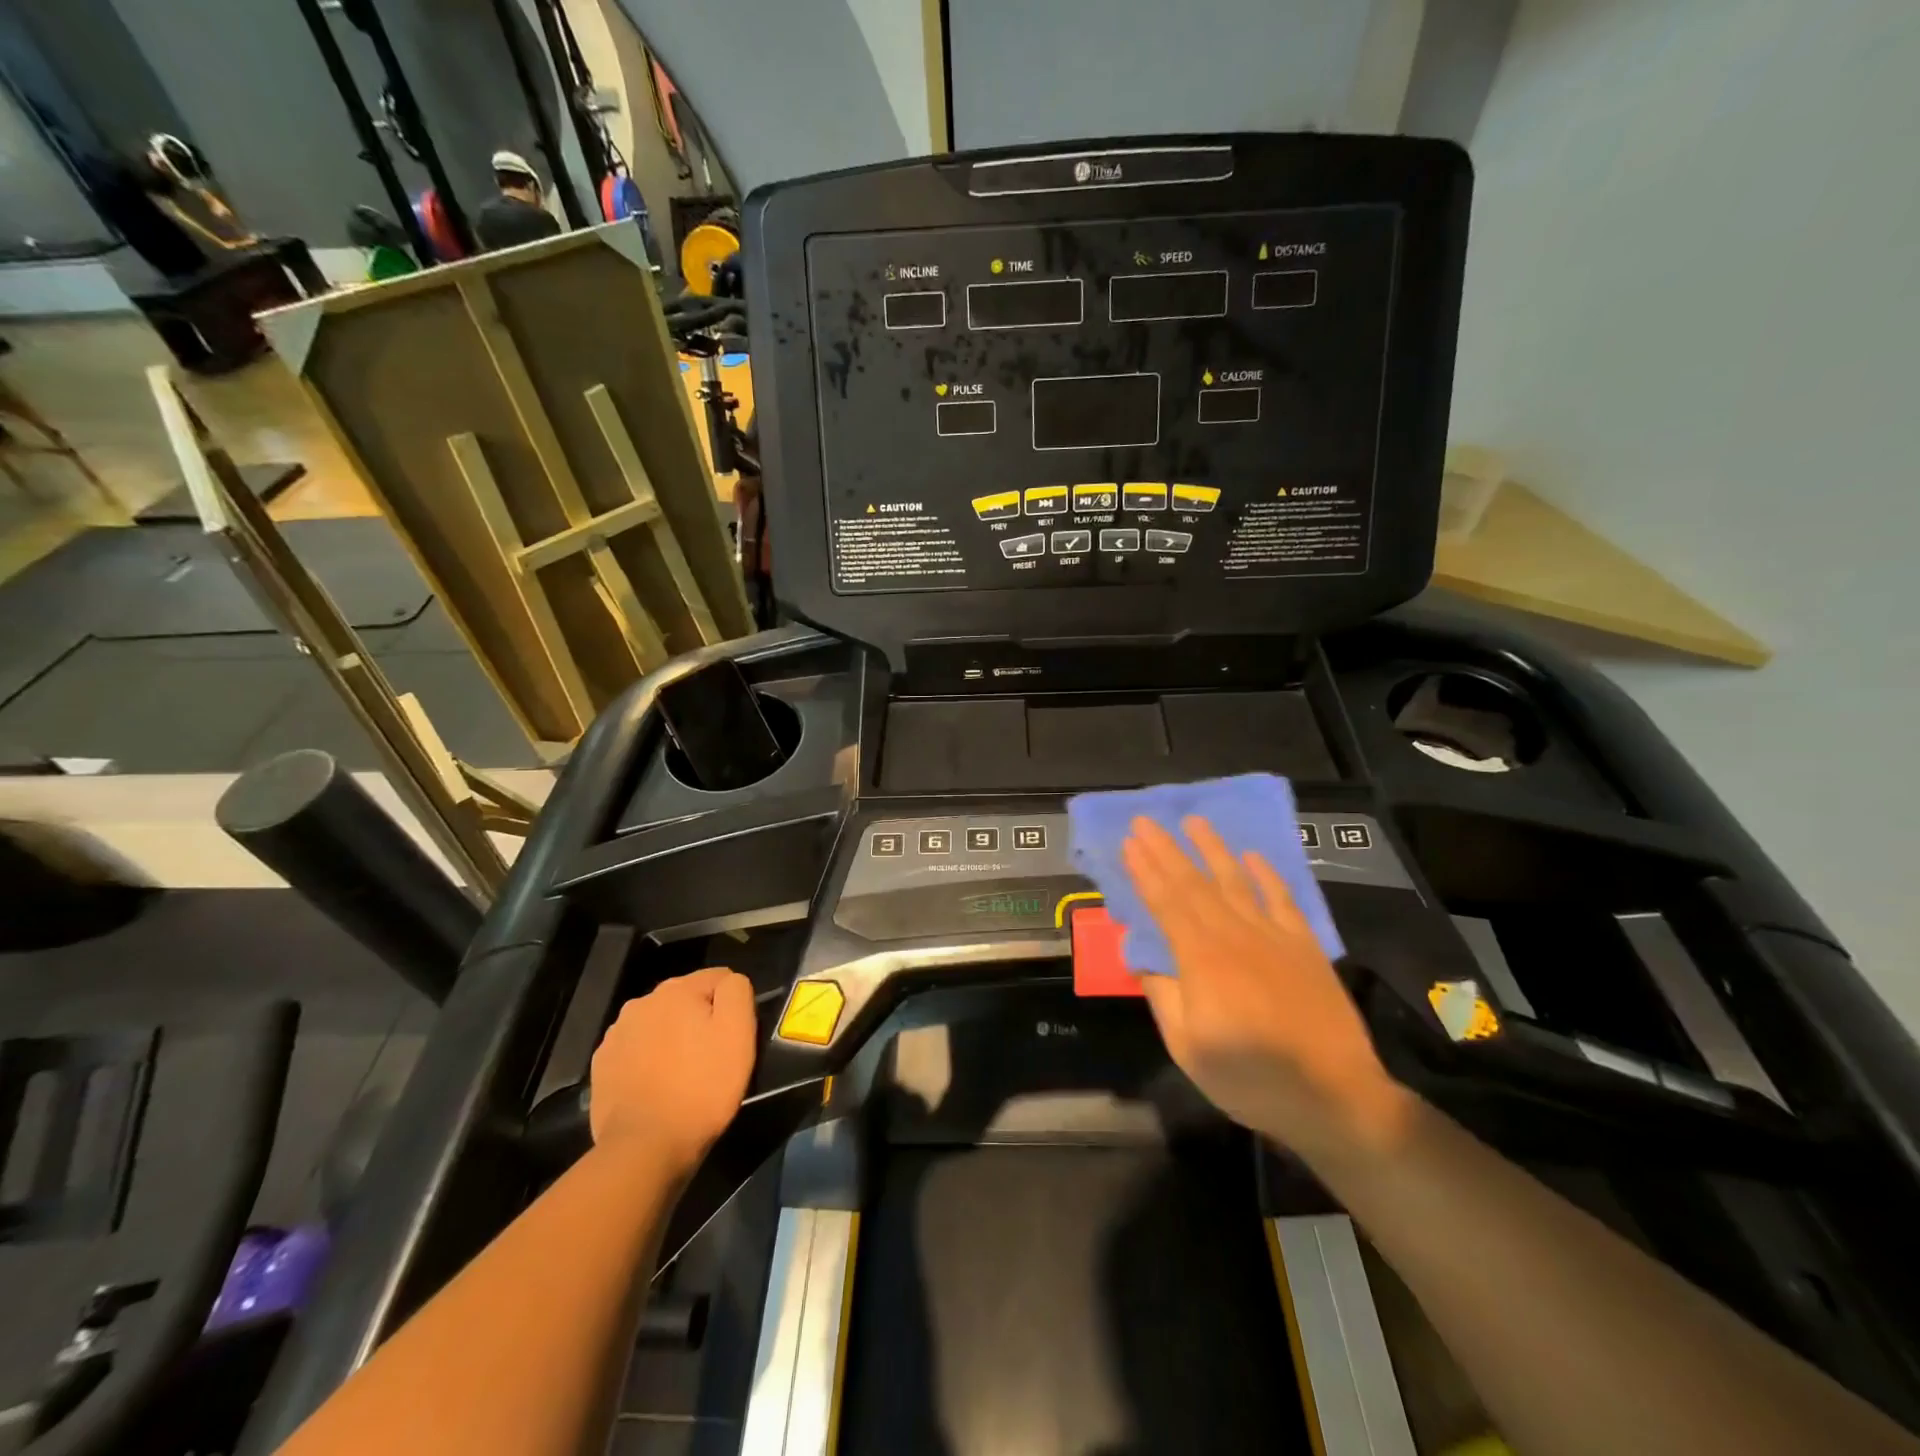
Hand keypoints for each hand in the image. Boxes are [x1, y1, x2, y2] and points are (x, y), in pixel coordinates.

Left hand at [589, 967, 756, 1173]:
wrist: (645, 1148)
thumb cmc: (702, 1087)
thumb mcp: (738, 1033)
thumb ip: (737, 991)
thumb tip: (729, 982)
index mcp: (676, 989)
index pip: (719, 979)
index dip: (732, 1006)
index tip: (733, 1038)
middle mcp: (641, 1002)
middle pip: (685, 1000)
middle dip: (699, 1021)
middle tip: (711, 1058)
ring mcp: (616, 1035)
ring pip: (659, 1025)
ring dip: (673, 1040)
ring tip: (683, 1076)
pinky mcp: (602, 1066)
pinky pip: (636, 1052)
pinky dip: (649, 1062)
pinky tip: (657, 1087)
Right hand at [1123, 816, 1411, 1158]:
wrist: (1337, 1097)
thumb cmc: (1252, 1079)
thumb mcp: (1189, 1049)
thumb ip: (1162, 996)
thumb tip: (1140, 956)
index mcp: (1202, 960)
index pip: (1166, 904)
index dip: (1145, 872)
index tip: (1129, 843)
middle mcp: (1235, 936)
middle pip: (1194, 884)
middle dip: (1166, 850)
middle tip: (1145, 821)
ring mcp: (1273, 937)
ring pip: (1235, 881)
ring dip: (1212, 849)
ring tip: (1194, 821)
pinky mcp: (1304, 946)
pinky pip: (1282, 899)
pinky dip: (1266, 875)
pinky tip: (1252, 856)